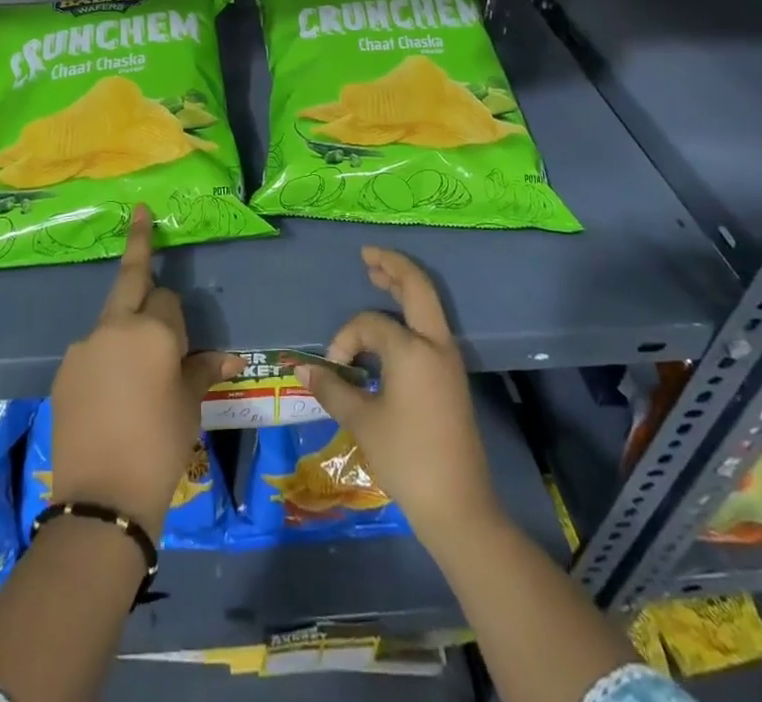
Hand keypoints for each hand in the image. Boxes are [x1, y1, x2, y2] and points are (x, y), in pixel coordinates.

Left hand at [49, 205, 239, 538]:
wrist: (102, 500)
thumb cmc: (159, 447)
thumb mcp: (189, 405)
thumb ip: (202, 369)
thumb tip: (230, 356)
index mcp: (152, 330)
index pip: (168, 298)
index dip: (177, 319)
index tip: (182, 345)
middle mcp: (115, 326)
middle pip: (131, 279)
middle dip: (139, 243)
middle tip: (140, 213)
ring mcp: (84, 346)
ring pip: (112, 319)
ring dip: (125, 328)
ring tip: (133, 377)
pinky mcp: (64, 369)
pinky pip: (93, 350)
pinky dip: (105, 356)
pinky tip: (110, 394)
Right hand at [298, 247, 499, 544]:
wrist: (459, 506)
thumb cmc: (407, 458)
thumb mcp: (363, 422)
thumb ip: (333, 389)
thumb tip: (303, 369)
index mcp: (413, 349)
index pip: (370, 324)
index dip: (346, 338)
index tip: (334, 368)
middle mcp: (435, 345)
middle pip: (417, 288)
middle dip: (392, 267)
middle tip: (368, 255)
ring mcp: (448, 360)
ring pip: (428, 306)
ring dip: (404, 287)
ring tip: (380, 274)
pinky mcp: (451, 377)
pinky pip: (430, 328)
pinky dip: (411, 312)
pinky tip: (394, 321)